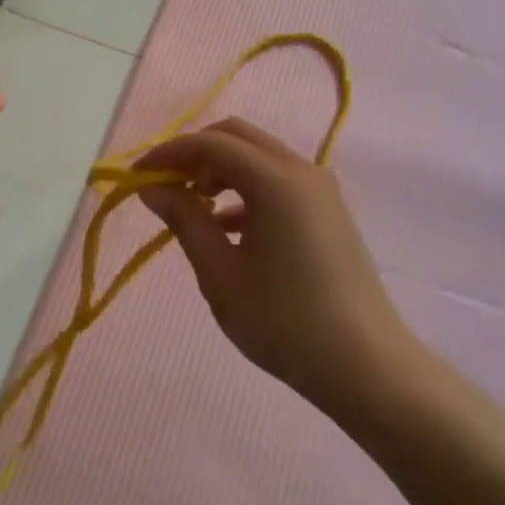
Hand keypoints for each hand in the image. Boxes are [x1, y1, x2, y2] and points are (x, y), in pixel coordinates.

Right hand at [136, 119, 423, 425]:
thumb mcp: (220, 274)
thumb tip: (152, 189)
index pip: (209, 143)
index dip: (167, 155)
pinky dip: (245, 188)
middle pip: (236, 136)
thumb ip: (184, 221)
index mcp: (275, 181)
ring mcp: (320, 189)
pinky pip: (277, 179)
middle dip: (193, 154)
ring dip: (219, 169)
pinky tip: (228, 227)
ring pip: (257, 155)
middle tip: (165, 187)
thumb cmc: (285, 322)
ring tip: (194, 209)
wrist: (368, 368)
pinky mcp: (328, 210)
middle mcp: (301, 170)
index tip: (136, 180)